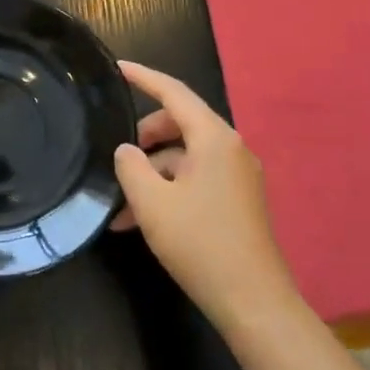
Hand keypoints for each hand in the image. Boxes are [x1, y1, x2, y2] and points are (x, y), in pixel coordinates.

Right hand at [112, 61, 302, 336]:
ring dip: (151, 174)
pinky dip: (167, 191)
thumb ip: (130, 166)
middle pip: (179, 125)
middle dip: (144, 138)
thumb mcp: (151, 202)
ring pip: (184, 158)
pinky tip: (139, 222)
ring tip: (120, 208)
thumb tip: (127, 151)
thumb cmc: (199, 243)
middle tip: (117, 158)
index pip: (174, 93)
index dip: (144, 77)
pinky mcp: (238, 201)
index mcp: (214, 139)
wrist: (252, 301)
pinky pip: (195, 180)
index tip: (117, 68)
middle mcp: (231, 149)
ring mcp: (238, 176)